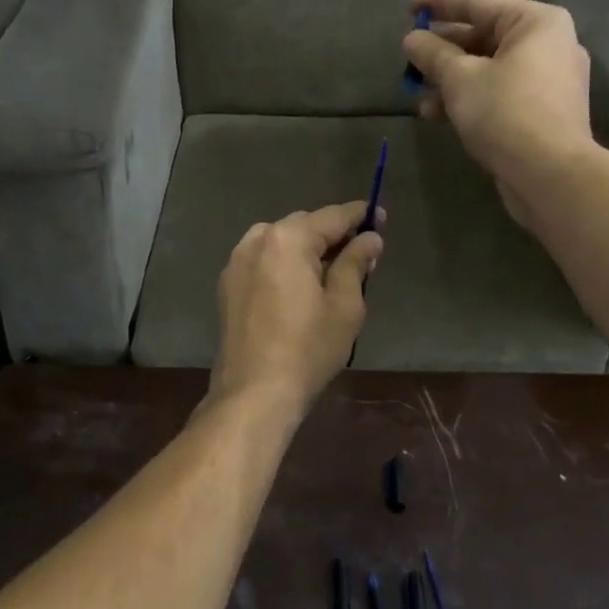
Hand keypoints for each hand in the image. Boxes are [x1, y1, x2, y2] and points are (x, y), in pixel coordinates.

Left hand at [209, 202, 384, 415]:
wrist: (254, 392)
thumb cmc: (307, 348)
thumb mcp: (345, 305)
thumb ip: (356, 263)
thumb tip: (369, 238)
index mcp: (287, 239)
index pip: (332, 217)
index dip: (360, 216)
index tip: (380, 217)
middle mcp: (257, 240)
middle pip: (304, 226)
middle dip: (333, 234)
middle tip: (362, 252)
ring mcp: (237, 262)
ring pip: (281, 242)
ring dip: (307, 249)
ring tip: (333, 270)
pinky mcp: (228, 285)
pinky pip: (264, 261)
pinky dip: (285, 264)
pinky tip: (301, 286)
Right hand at [403, 0, 593, 225]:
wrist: (550, 174)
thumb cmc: (505, 112)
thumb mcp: (459, 78)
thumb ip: (433, 54)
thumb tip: (413, 40)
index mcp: (536, 22)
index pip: (478, 1)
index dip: (438, 3)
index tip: (408, 9)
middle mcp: (549, 43)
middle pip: (485, 36)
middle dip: (443, 50)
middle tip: (411, 59)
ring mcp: (550, 79)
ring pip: (490, 68)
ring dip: (451, 79)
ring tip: (418, 94)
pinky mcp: (544, 111)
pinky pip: (500, 92)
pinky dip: (470, 97)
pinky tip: (438, 114)